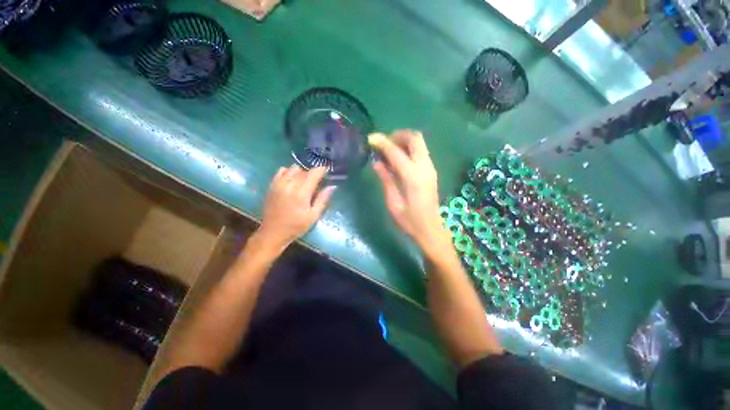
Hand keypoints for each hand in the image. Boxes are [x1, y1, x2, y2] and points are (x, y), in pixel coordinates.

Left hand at [257, 165, 334, 251]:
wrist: (273, 233)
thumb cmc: (296, 226)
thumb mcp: (313, 216)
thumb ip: (323, 199)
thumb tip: (332, 186)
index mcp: (301, 193)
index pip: (314, 173)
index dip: (322, 169)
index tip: (327, 171)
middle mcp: (290, 184)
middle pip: (305, 170)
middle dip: (313, 174)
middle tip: (317, 183)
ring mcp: (279, 183)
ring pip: (293, 168)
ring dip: (301, 172)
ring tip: (304, 182)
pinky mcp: (272, 185)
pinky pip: (282, 170)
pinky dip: (289, 172)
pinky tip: (292, 181)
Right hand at [369, 130, 447, 251]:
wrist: (430, 230)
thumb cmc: (409, 220)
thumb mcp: (393, 202)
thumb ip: (386, 179)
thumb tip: (377, 162)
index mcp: (412, 176)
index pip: (396, 152)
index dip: (382, 142)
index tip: (371, 138)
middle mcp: (425, 167)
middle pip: (415, 138)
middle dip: (398, 135)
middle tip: (384, 144)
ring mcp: (430, 168)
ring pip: (420, 143)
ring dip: (404, 141)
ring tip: (389, 150)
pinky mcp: (432, 171)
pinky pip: (421, 152)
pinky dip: (409, 149)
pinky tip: (398, 160)